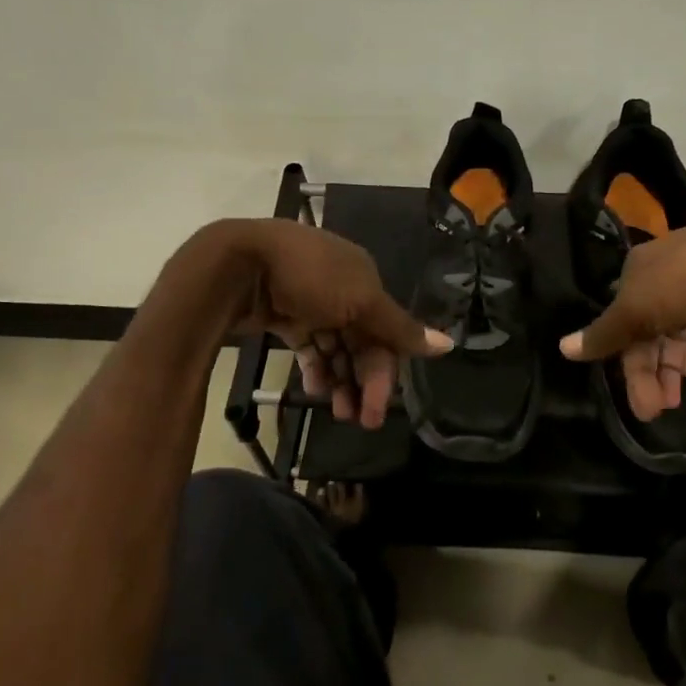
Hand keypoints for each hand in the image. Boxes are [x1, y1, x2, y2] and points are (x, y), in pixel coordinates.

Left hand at [229, 220, 451, 428]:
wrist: (237, 264)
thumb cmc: (308, 277)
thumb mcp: (361, 301)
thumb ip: (400, 327)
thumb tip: (448, 344)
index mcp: (364, 277)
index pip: (387, 329)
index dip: (387, 368)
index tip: (381, 406)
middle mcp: (341, 288)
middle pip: (363, 341)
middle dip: (364, 381)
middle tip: (360, 421)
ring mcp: (310, 301)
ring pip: (336, 347)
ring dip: (341, 380)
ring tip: (336, 412)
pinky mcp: (283, 315)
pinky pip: (309, 346)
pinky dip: (316, 368)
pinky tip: (315, 391)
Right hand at [558, 219, 685, 420]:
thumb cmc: (684, 282)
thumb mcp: (635, 310)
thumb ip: (603, 333)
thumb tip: (562, 348)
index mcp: (636, 270)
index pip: (620, 321)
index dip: (623, 359)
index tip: (635, 398)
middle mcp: (662, 272)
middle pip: (646, 329)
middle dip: (648, 371)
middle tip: (655, 410)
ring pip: (673, 329)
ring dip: (670, 367)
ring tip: (675, 400)